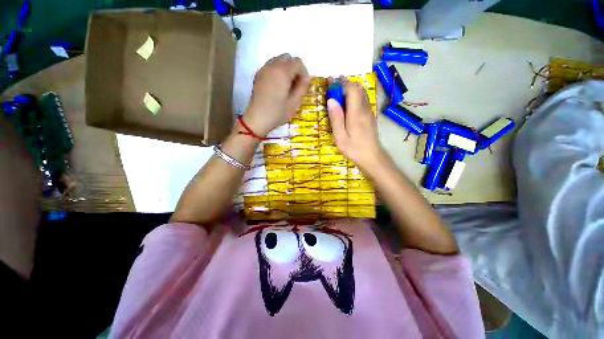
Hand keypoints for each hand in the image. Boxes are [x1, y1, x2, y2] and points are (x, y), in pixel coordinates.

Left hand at [243, 54, 309, 136]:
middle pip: (287, 57)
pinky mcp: (258, 75)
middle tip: (296, 84)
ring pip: (278, 60)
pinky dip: (277, 71)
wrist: (257, 119)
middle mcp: (272, 66)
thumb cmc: (277, 113)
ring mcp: (263, 69)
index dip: (304, 72)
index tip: (304, 85)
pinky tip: (278, 86)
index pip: (297, 62)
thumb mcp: (294, 104)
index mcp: (282, 72)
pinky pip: (270, 66)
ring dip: (286, 69)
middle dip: (295, 68)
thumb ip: (302, 88)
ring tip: (287, 85)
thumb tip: (305, 79)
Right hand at [327, 80, 384, 169]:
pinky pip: (362, 100)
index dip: (341, 83)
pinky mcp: (369, 116)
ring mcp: (369, 112)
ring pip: (361, 93)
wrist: (372, 157)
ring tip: (338, 90)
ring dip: (350, 88)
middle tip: (332, 83)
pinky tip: (347, 102)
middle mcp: (364, 109)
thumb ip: (336, 118)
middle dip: (345, 83)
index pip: (352, 90)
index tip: (330, 81)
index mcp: (356, 113)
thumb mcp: (340, 137)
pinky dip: (354, 96)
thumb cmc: (354, 149)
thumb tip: (331, 100)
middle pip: (358, 88)